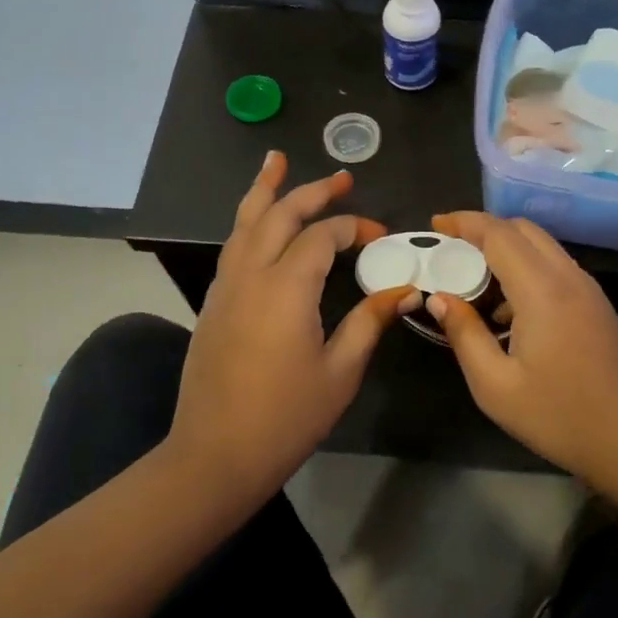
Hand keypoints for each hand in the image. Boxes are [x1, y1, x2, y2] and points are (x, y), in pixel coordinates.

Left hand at [168, 152, 414, 487]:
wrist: (216, 455)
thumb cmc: (286, 417)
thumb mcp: (340, 371)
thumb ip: (370, 322)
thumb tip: (404, 290)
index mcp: (286, 288)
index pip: (322, 236)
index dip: (354, 228)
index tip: (380, 238)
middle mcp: (251, 275)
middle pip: (278, 215)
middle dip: (311, 191)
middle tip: (341, 177)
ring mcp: (225, 287)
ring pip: (243, 223)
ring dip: (264, 191)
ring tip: (275, 162)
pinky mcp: (213, 304)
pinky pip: (232, 247)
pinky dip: (248, 222)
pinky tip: (259, 224)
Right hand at [425, 212, 617, 514]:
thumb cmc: (559, 417)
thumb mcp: (495, 386)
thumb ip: (464, 334)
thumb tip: (440, 298)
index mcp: (542, 290)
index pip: (499, 234)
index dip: (464, 222)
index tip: (436, 225)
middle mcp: (568, 277)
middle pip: (523, 230)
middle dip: (484, 230)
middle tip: (451, 251)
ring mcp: (588, 290)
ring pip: (542, 247)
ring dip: (507, 250)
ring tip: (474, 283)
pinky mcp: (597, 306)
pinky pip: (556, 268)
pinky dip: (527, 269)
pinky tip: (508, 312)